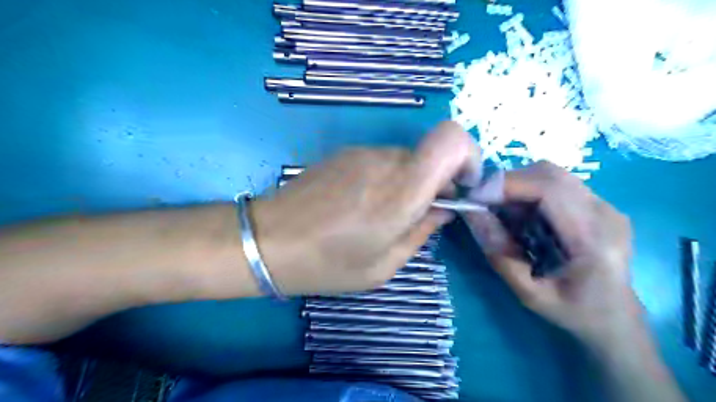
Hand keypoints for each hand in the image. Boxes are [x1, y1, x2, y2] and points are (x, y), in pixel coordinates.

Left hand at [250, 120, 477, 294]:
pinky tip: (360, 204)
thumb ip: (421, 233)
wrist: (267, 240)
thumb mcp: (383, 266)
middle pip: (430, 154)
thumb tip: (442, 210)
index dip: (468, 156)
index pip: (452, 139)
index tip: (462, 187)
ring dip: (408, 182)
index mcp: (401, 191)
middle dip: (436, 181)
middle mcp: (385, 161)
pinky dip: (385, 178)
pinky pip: (380, 160)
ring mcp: (361, 153)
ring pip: (405, 159)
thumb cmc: (326, 263)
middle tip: (417, 214)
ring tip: (382, 214)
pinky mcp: (344, 154)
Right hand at [465, 161, 637, 346]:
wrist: (616, 319)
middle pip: (550, 174)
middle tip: (484, 204)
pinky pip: (557, 184)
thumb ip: (499, 253)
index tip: (475, 198)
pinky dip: (530, 192)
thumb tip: (472, 214)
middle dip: (509, 183)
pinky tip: (522, 216)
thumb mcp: (528, 293)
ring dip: (518, 186)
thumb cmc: (574, 313)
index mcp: (594, 240)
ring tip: (501, 211)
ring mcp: (606, 206)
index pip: (549, 189)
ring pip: (551, 174)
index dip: (507, 185)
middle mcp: (606, 214)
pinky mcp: (599, 204)